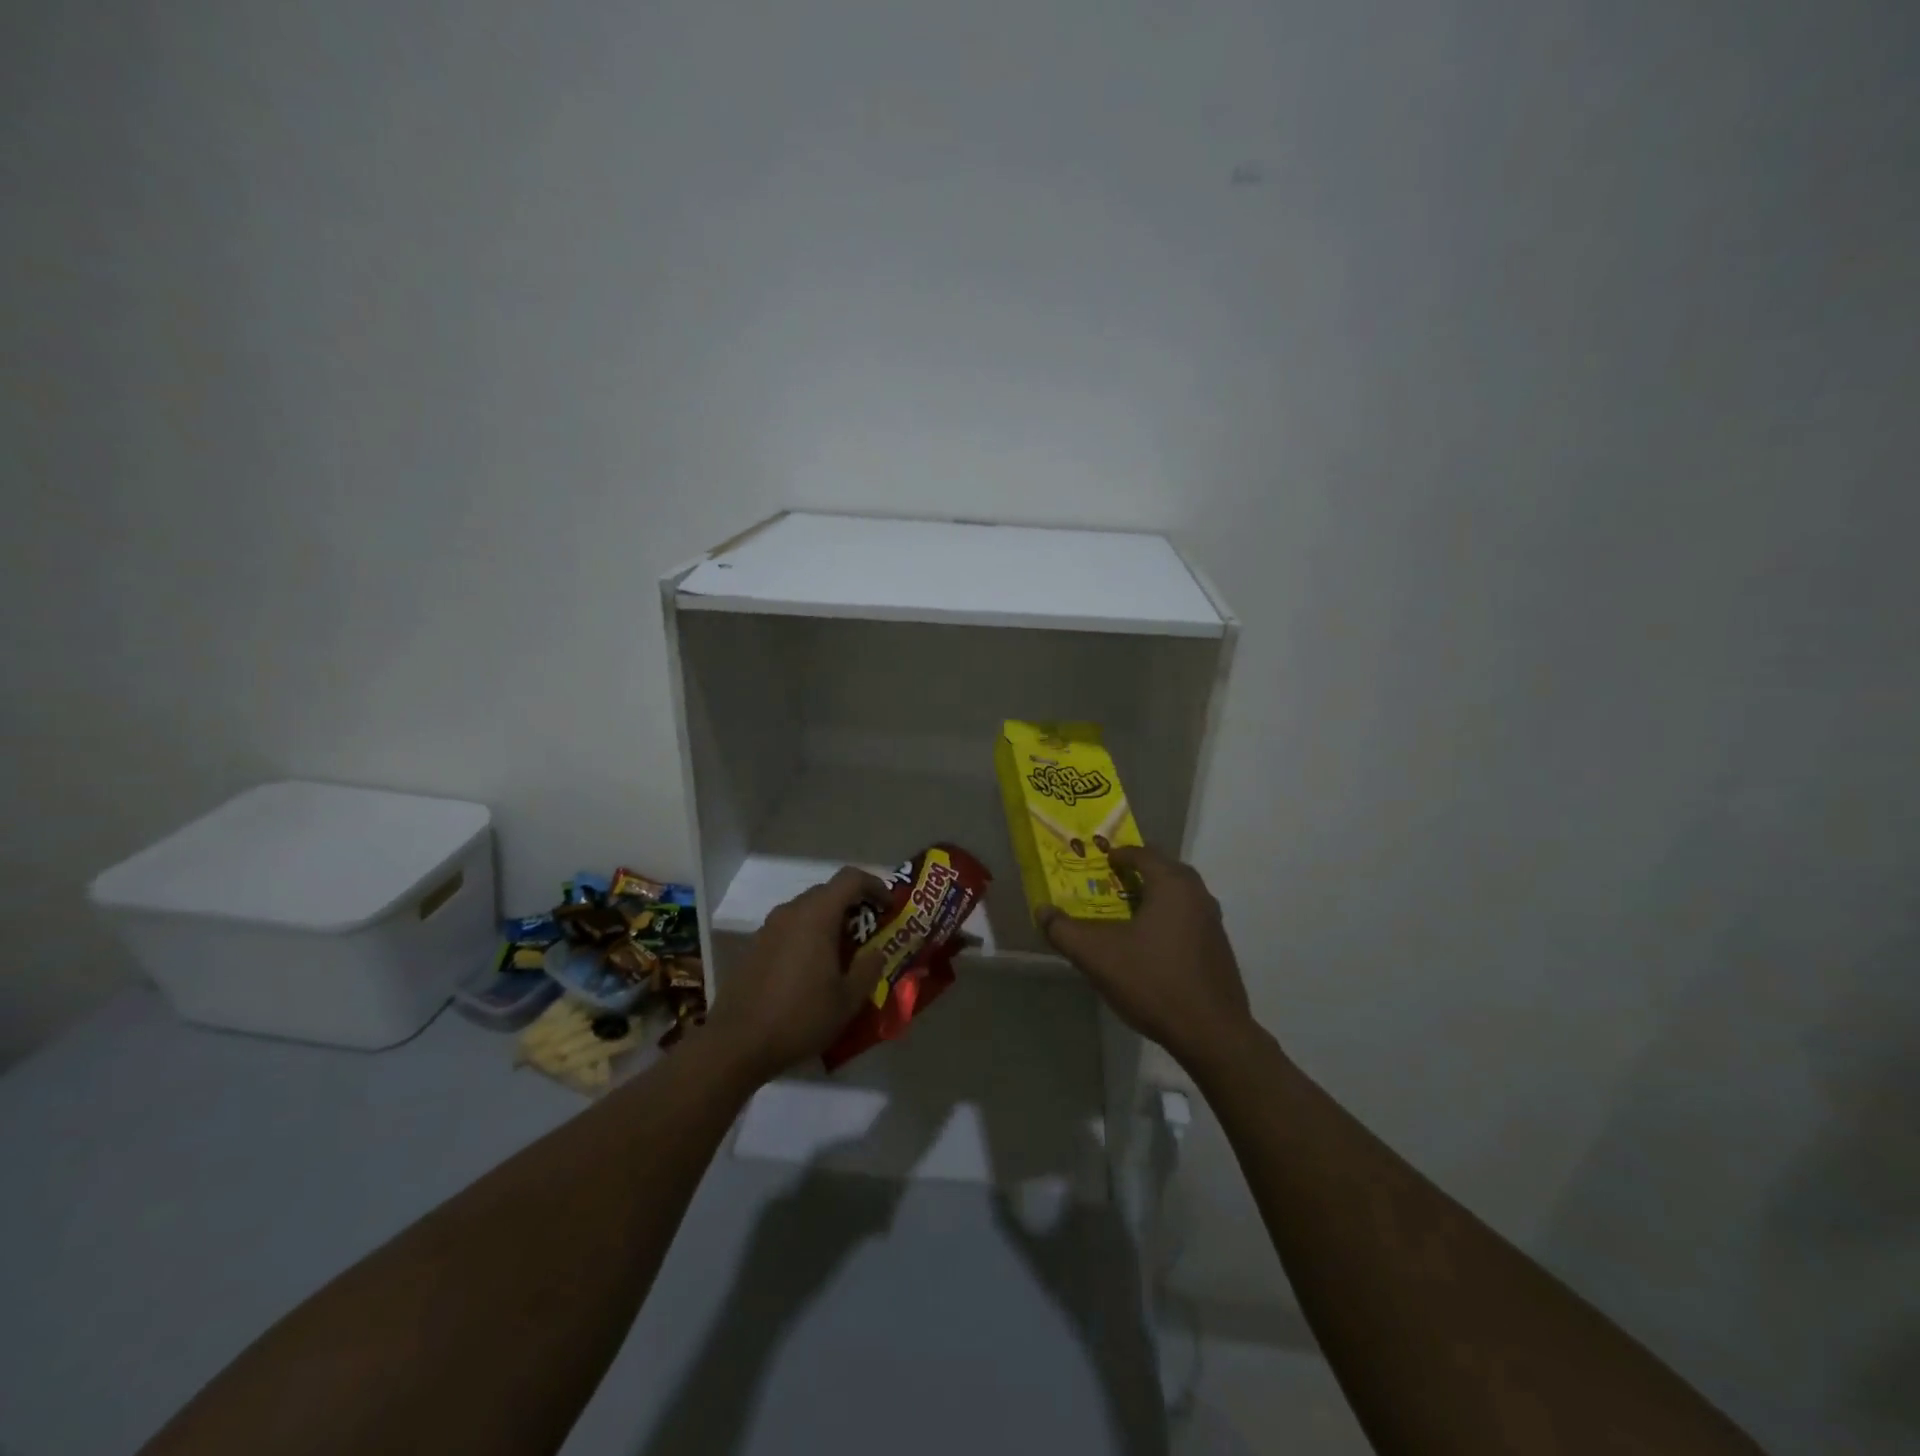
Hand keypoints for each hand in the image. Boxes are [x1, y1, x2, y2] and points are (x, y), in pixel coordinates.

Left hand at [704, 867, 887, 1080]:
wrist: (737, 1044)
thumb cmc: (800, 1017)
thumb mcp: (848, 999)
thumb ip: (869, 968)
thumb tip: (877, 951)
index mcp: (816, 916)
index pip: (850, 878)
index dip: (875, 886)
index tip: (889, 908)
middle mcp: (790, 912)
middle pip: (827, 892)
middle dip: (852, 906)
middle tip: (869, 933)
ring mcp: (767, 928)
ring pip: (806, 911)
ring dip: (828, 922)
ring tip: (842, 954)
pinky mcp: (753, 947)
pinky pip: (788, 929)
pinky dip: (806, 937)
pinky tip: (811, 970)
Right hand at [1039, 846, 1254, 1070]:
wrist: (1212, 1034)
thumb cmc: (1153, 982)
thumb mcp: (1096, 955)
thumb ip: (1063, 930)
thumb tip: (1041, 910)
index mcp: (1172, 884)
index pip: (1142, 853)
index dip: (1117, 854)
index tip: (1097, 862)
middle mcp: (1198, 894)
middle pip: (1163, 870)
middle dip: (1136, 872)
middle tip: (1109, 882)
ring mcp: (1213, 922)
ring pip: (1178, 895)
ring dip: (1153, 896)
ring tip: (1126, 912)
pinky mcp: (1219, 949)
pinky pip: (1188, 919)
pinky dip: (1167, 918)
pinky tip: (1150, 945)